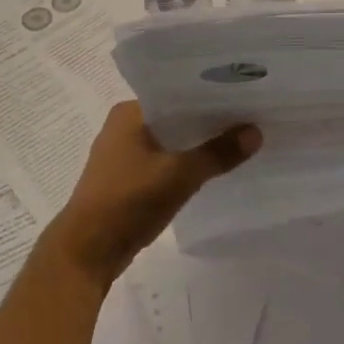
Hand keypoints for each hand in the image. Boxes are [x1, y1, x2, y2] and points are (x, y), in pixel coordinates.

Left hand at [50, 102, 260, 285]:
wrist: (87, 251)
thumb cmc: (128, 202)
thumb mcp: (179, 175)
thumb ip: (218, 153)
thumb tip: (256, 132)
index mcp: (130, 113)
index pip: (178, 92)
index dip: (212, 94)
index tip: (246, 94)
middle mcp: (124, 127)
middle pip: (177, 117)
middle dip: (210, 120)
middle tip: (253, 116)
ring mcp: (125, 154)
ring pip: (172, 141)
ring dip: (199, 144)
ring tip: (241, 139)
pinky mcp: (129, 179)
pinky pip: (165, 162)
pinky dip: (187, 163)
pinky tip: (215, 167)